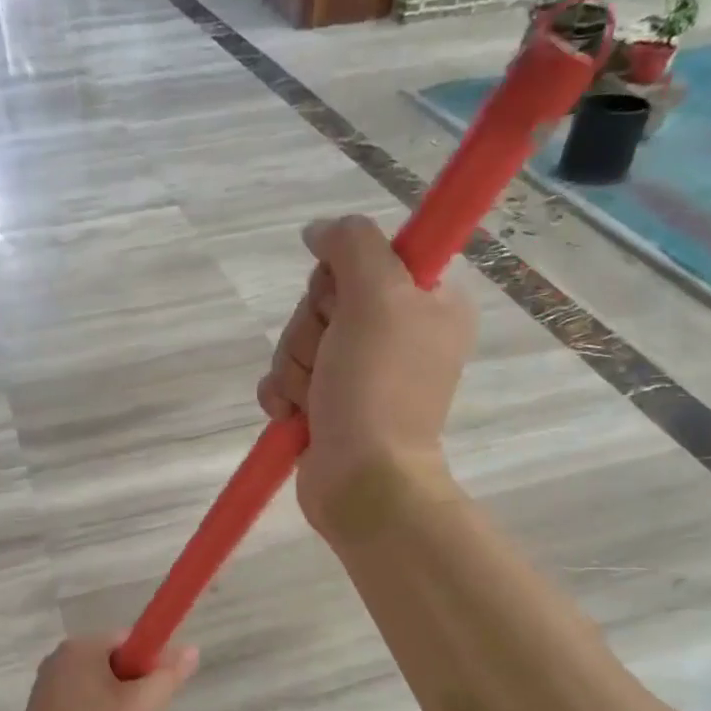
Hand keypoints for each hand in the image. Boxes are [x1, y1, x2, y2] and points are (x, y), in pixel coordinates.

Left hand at [4, 634, 199, 710]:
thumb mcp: (138, 708)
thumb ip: (167, 677)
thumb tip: (192, 649)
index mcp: (82, 646)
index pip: (130, 639)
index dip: (150, 664)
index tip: (154, 695)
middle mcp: (61, 655)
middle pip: (115, 660)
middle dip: (132, 688)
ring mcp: (48, 681)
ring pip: (99, 682)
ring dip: (115, 704)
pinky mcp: (41, 705)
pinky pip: (81, 698)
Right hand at [257, 215, 477, 531]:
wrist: (363, 481)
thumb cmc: (378, 387)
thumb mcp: (377, 296)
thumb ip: (352, 243)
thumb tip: (319, 230)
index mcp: (427, 301)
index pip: (368, 255)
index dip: (343, 276)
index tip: (346, 303)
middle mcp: (397, 331)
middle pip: (325, 298)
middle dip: (311, 330)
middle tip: (330, 358)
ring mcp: (361, 371)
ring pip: (300, 337)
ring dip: (295, 366)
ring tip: (314, 397)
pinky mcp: (329, 403)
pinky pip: (287, 376)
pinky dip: (283, 393)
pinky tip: (293, 413)